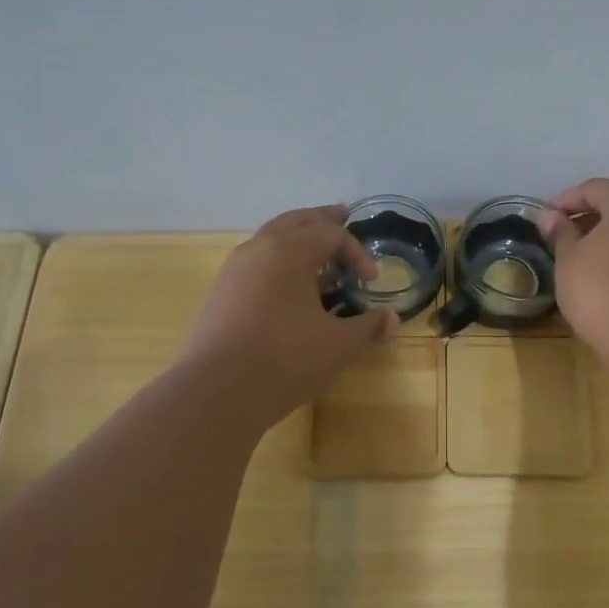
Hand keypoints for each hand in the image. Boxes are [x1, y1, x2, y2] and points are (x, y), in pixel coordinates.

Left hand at [180, 205, 397, 422]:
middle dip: (323, 221)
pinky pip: (256, 260)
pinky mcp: (221, 291)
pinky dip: (278, 259)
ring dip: (298, 238)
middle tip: (343, 215)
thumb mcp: (337, 346)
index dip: (357, 253)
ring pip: (271, 237)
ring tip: (318, 252)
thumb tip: (392, 319)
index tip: (370, 280)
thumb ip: (367, 326)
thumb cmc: (284, 360)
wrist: (216, 392)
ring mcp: (234, 269)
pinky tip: (289, 285)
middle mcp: (258, 249)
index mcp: (289, 251)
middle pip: (296, 221)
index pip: (331, 235)